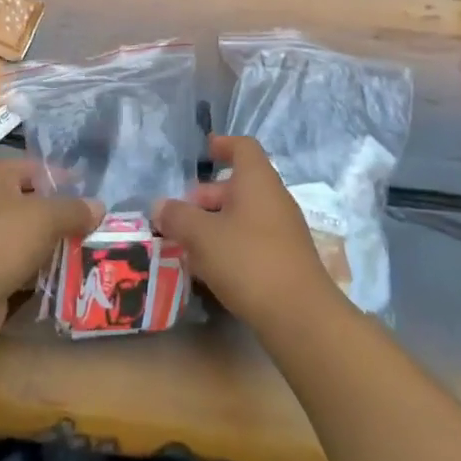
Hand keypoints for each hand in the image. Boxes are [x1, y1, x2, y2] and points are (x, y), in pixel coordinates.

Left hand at [0, 158, 99, 337]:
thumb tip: (98, 207)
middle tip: (98, 227)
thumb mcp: (45, 217)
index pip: (36, 169)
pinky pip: (22, 264)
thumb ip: (74, 209)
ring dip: (54, 246)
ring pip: (29, 237)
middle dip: (63, 216)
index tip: (94, 194)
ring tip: (91, 252)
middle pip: (33, 203)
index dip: (65, 179)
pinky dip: (41, 271)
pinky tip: (68, 278)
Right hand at [154, 135, 338, 332]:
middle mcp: (274, 199)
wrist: (300, 316)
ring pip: (243, 214)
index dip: (223, 144)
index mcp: (258, 181)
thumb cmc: (248, 261)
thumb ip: (177, 216)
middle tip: (180, 213)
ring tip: (188, 243)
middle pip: (239, 184)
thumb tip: (160, 206)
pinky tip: (209, 268)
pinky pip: (252, 239)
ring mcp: (283, 230)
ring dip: (215, 222)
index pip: (243, 147)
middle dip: (207, 194)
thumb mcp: (202, 236)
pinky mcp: (285, 259)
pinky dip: (229, 243)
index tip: (203, 151)